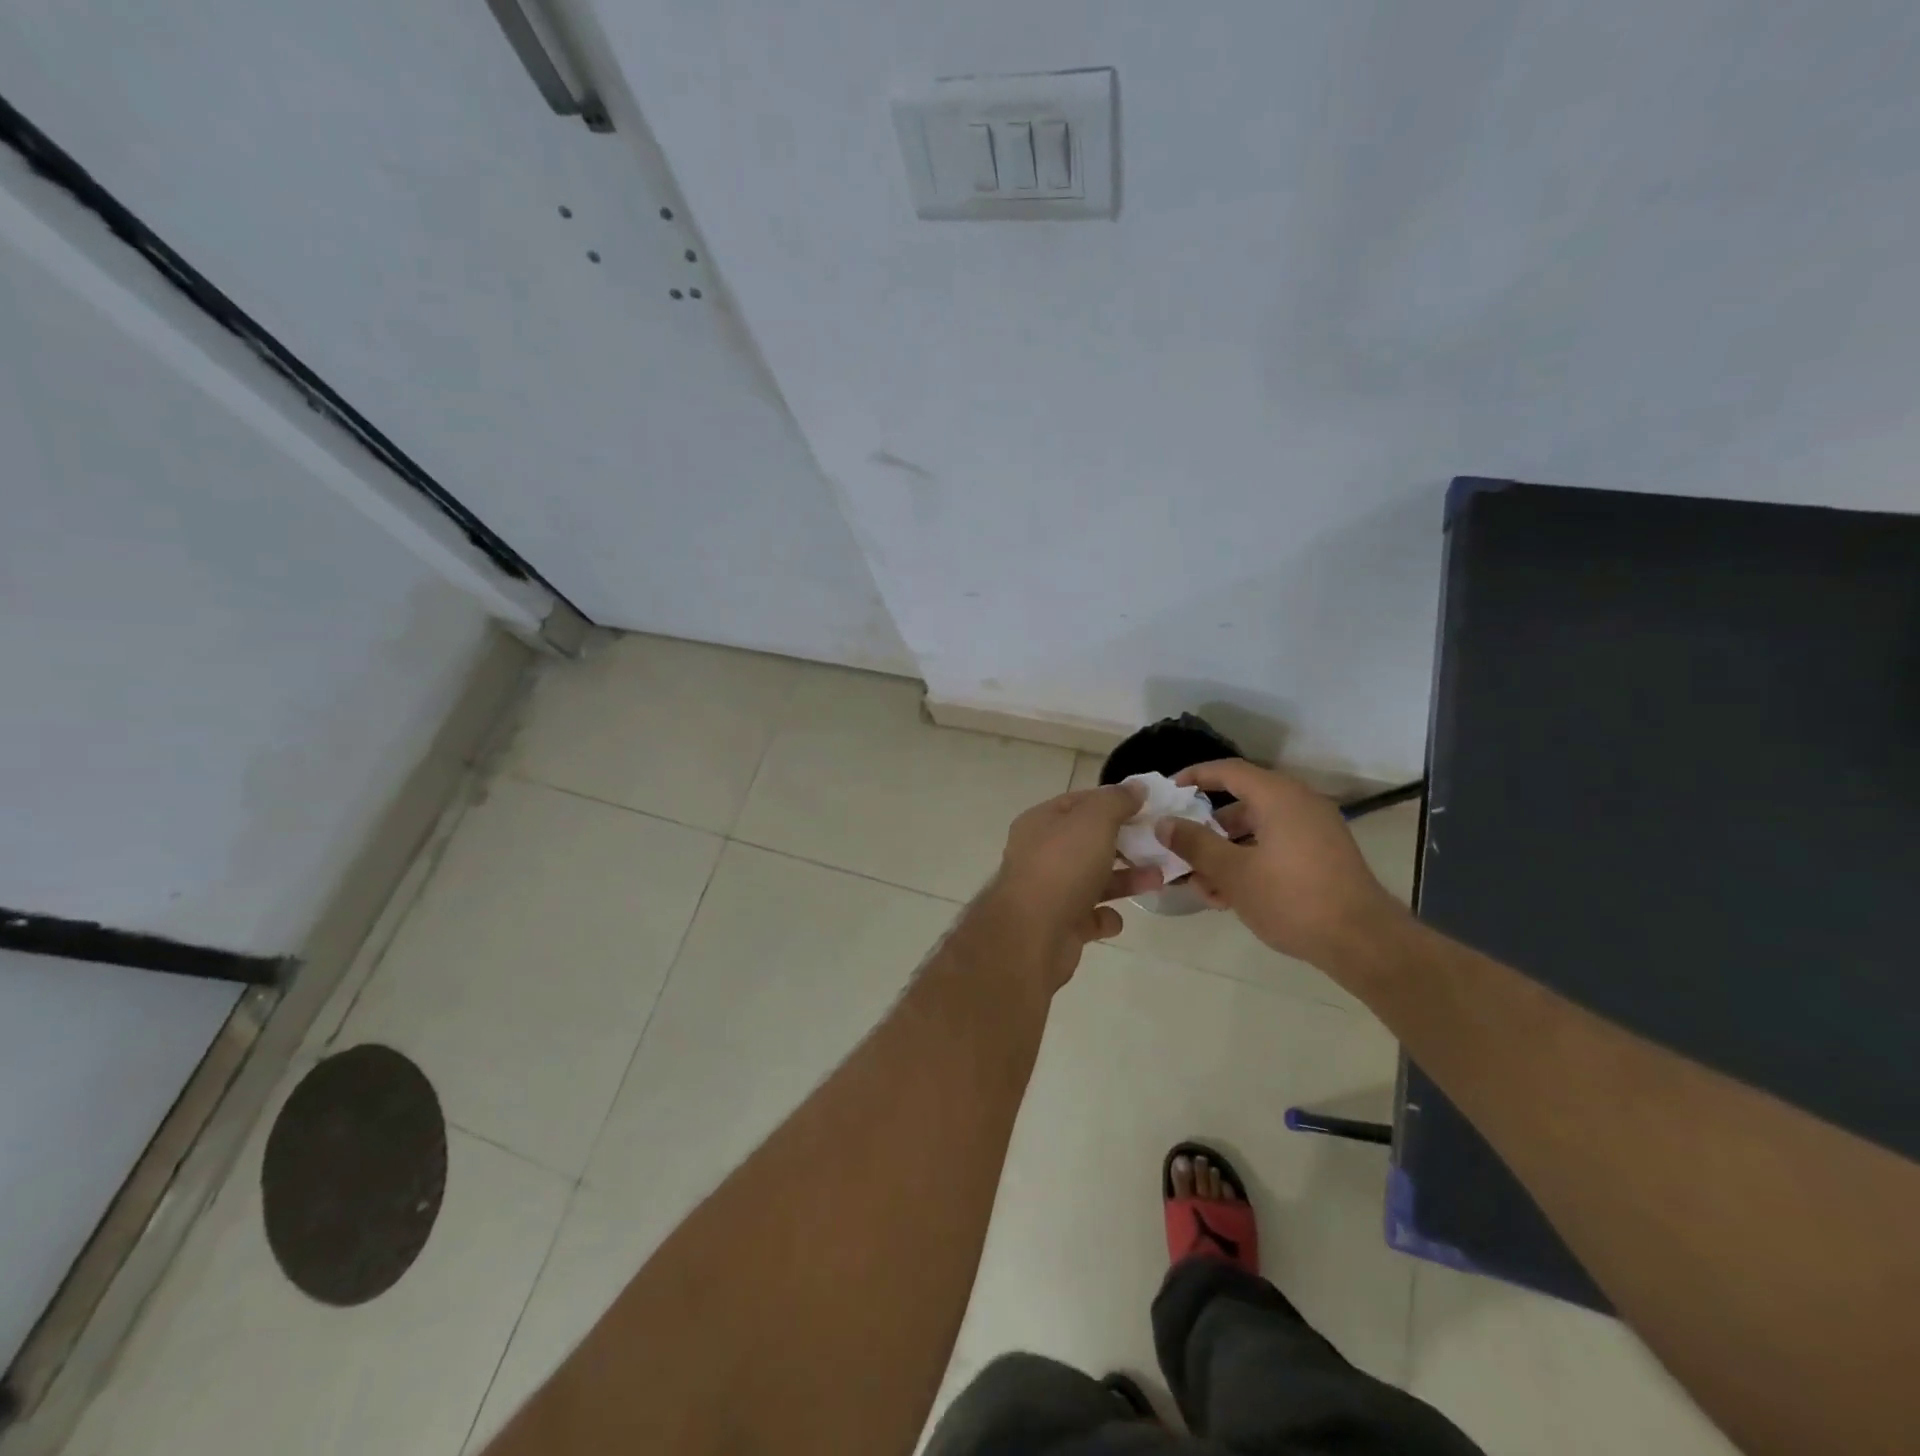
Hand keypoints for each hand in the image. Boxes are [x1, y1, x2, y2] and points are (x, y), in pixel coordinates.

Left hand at [974, 784, 1161, 990]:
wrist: (1032, 935)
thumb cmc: (1062, 867)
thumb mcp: (1094, 820)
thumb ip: (1116, 801)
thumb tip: (1136, 787)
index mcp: (1041, 823)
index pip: (1079, 802)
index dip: (1112, 801)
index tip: (1148, 807)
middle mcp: (1041, 854)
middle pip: (1088, 842)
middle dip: (1125, 843)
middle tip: (1160, 844)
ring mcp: (1049, 891)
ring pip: (1093, 879)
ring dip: (1125, 879)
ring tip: (1158, 879)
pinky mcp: (1060, 926)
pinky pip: (1089, 917)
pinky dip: (1106, 916)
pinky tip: (1117, 918)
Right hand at [1158, 760, 1406, 968]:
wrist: (1363, 942)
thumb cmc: (1292, 899)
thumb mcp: (1233, 873)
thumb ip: (1194, 844)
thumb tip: (1164, 824)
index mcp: (1278, 797)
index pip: (1228, 771)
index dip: (1194, 777)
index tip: (1168, 793)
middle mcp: (1298, 804)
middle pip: (1241, 804)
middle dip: (1206, 829)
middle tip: (1180, 848)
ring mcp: (1314, 830)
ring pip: (1256, 831)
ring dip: (1225, 853)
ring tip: (1203, 886)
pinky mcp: (1322, 855)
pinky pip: (1275, 846)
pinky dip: (1250, 862)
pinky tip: (1230, 897)